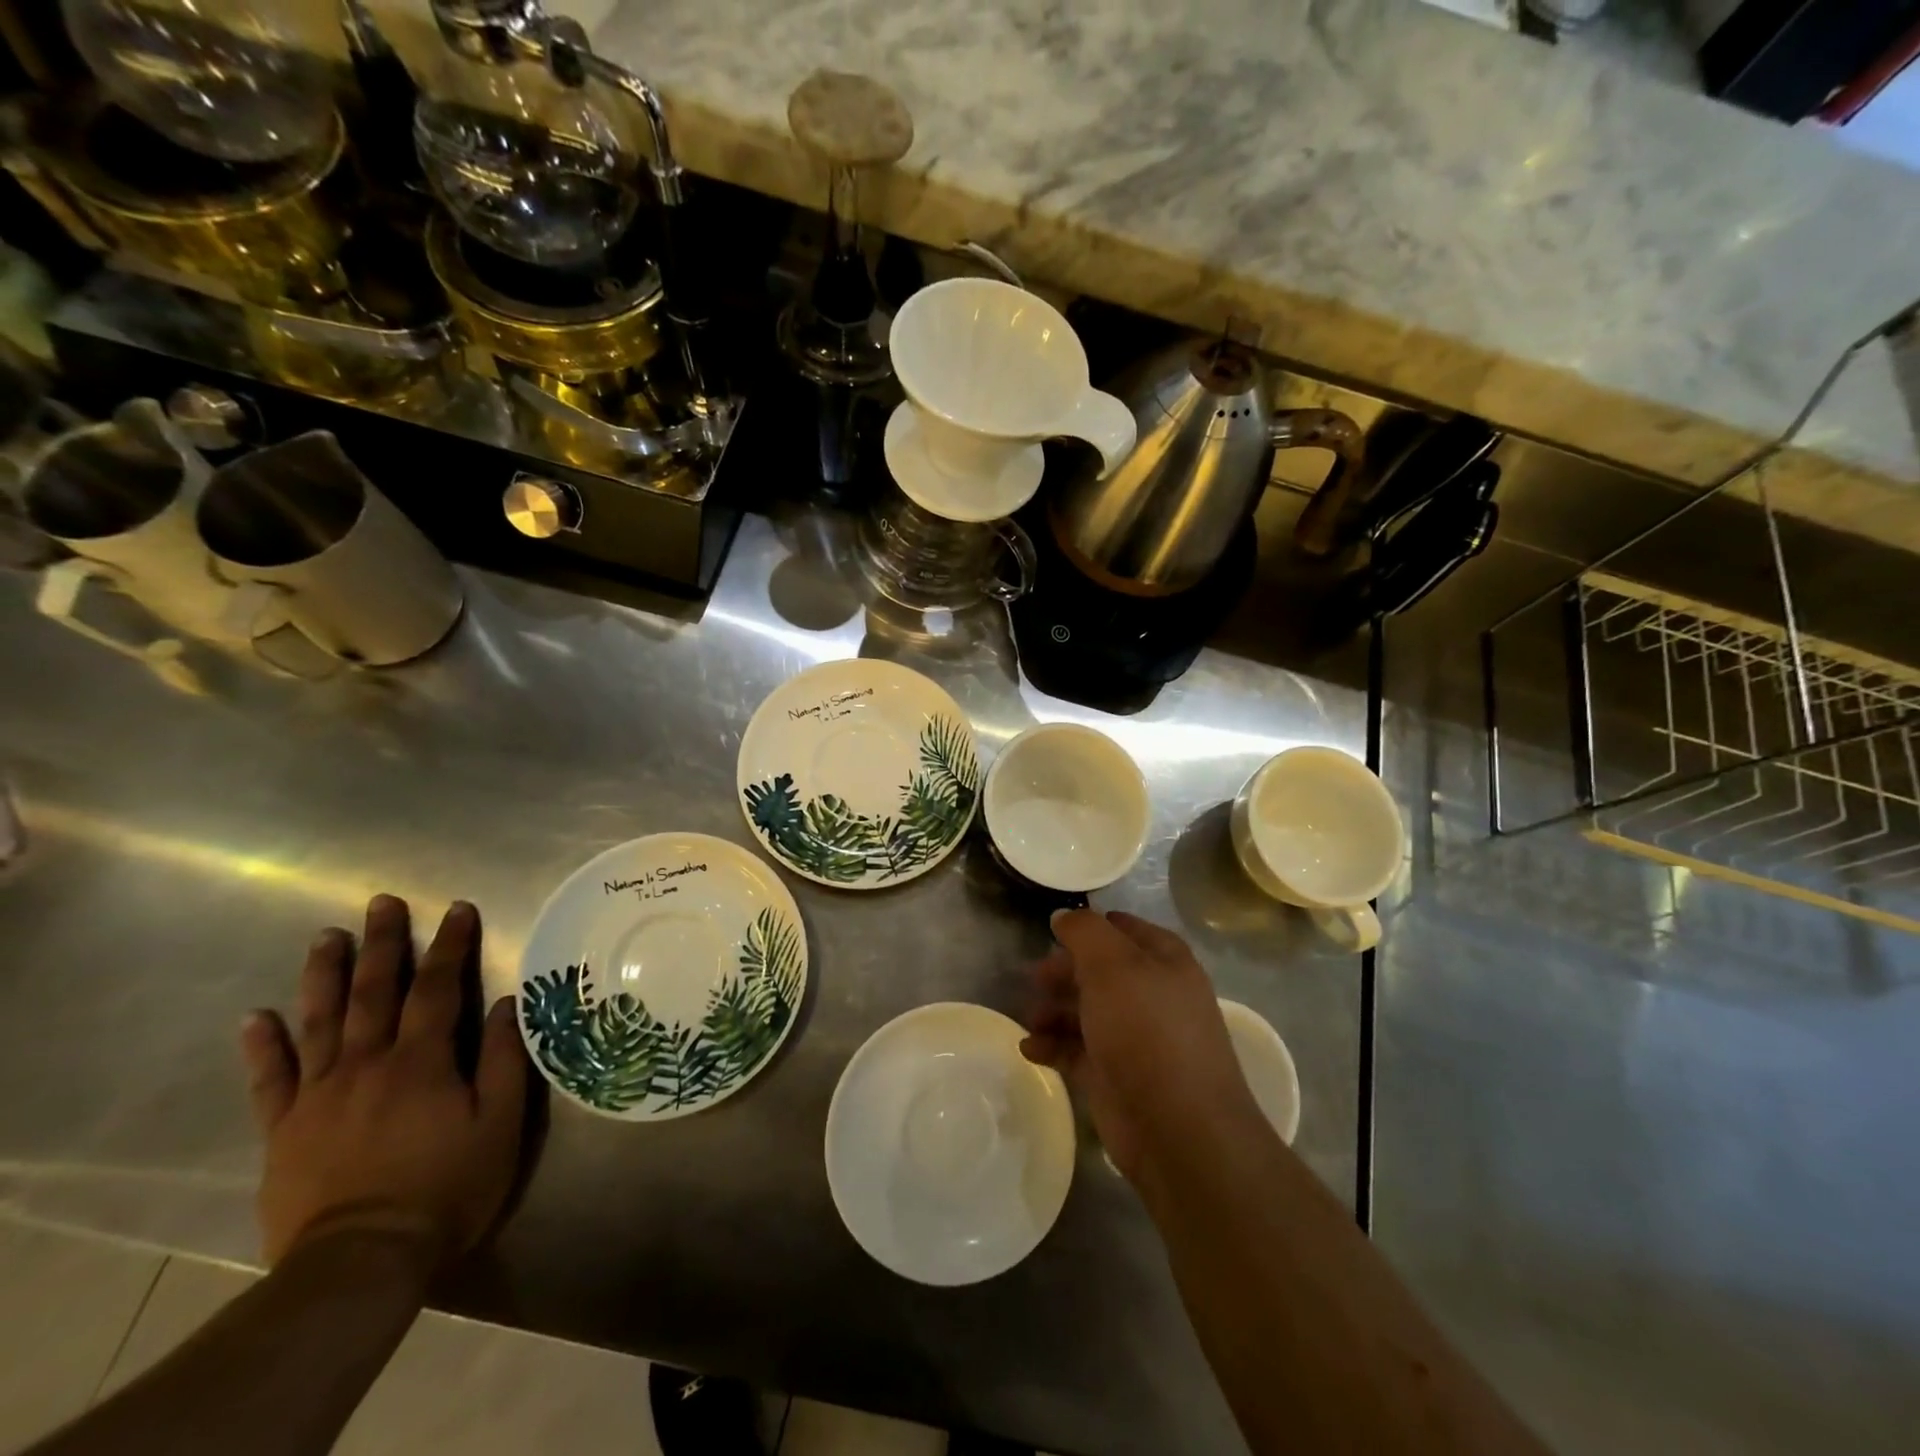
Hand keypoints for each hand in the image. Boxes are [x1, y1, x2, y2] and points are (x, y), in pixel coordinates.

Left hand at [240, 895, 527, 1266]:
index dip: (451, 944)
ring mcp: (319, 1096)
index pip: (439, 987)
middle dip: (383, 943)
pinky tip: (255, 1018)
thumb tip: (505, 1003)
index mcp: (422, 1060)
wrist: (361, 1262)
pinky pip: (269, 1081)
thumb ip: (504, 1059)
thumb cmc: (448, 1186)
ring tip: (326, 936)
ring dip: (324, 975)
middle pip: (375, 992)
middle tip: (382, 902)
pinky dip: (261, 1048)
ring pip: (320, 1022)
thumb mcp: (501, 1122)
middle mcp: (367, 1064)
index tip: (458, 909)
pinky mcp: (284, 1131)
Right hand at [1021, 909, 1260, 1184]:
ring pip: (1086, 1011)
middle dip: (1065, 971)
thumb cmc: (1147, 1030)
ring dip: (1054, 1010)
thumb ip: (1085, 932)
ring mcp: (1134, 1038)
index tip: (1055, 930)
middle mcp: (1152, 995)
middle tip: (1035, 977)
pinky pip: (1076, 1051)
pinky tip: (1029, 1048)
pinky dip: (1053, 1046)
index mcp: (1164, 961)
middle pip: (1100, 971)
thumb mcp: (1113, 965)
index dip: (1092, 927)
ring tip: (1031, 1017)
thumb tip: (1064, 916)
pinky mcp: (1115, 1077)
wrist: (1177, 1129)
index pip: (1125, 929)